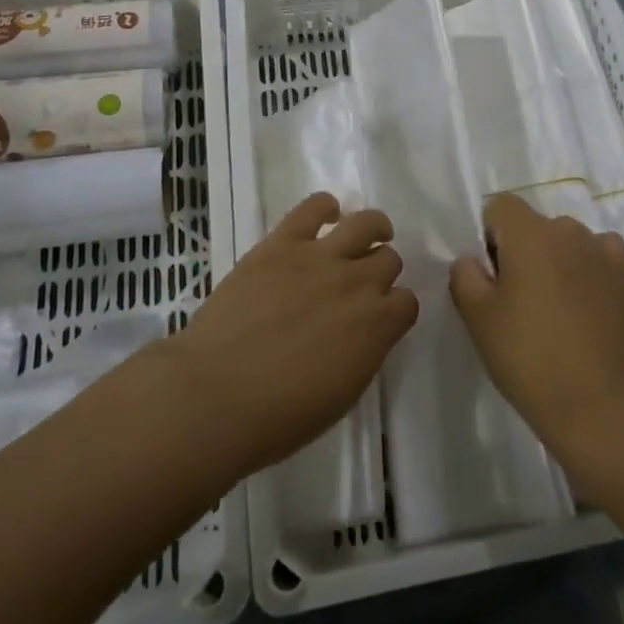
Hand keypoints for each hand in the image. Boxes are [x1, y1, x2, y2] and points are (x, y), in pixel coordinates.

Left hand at [166, 193, 417, 477]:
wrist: (216, 395)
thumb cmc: (279, 416)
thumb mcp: (341, 394)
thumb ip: (364, 353)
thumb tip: (365, 333)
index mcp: (377, 326)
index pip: (407, 302)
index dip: (395, 308)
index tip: (381, 316)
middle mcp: (357, 283)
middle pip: (389, 259)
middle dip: (381, 271)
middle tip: (362, 283)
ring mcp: (320, 258)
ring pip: (365, 223)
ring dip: (372, 229)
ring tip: (365, 235)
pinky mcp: (282, 243)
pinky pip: (314, 207)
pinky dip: (325, 206)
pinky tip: (325, 215)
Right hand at [450, 195, 623, 455]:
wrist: (598, 402)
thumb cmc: (528, 357)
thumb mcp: (478, 319)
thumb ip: (465, 276)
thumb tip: (473, 260)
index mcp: (529, 234)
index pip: (500, 206)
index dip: (490, 235)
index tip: (493, 276)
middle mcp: (568, 230)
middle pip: (535, 224)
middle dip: (523, 250)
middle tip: (520, 299)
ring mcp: (602, 250)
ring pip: (567, 240)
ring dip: (557, 259)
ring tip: (557, 307)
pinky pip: (600, 254)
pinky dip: (590, 268)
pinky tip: (587, 301)